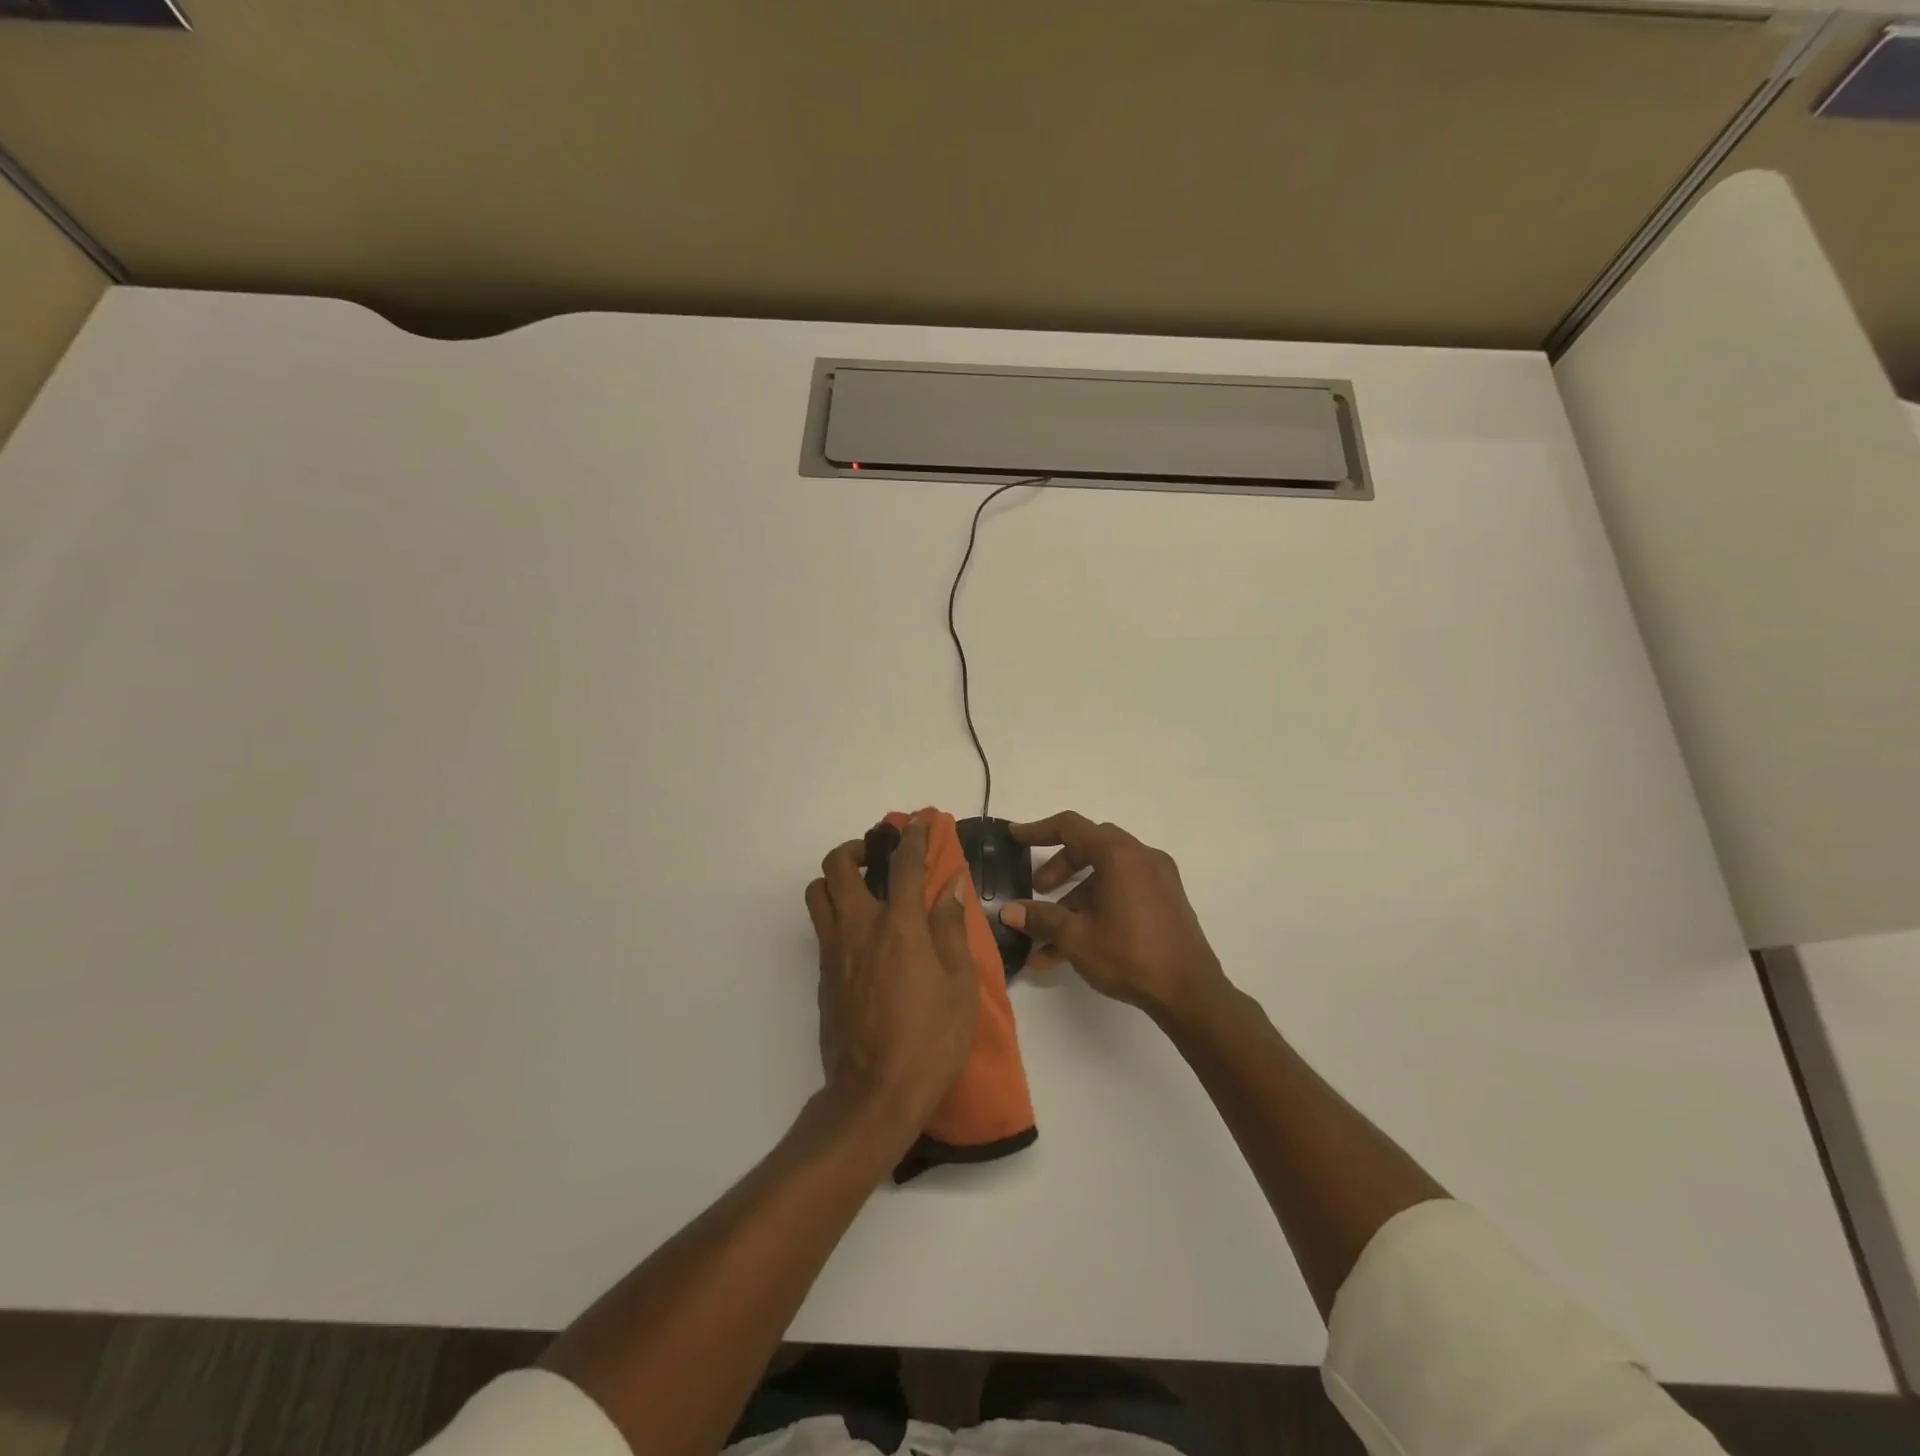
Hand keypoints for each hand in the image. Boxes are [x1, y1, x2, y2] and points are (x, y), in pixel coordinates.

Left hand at [805, 818, 978, 1143]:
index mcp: (898, 926)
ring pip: (818, 893)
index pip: (903, 864)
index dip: (914, 837)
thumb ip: (951, 928)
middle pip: (838, 866)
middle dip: (857, 848)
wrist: (874, 1094)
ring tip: (863, 889)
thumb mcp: (960, 984)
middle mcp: (858, 928)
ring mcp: (834, 951)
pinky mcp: (823, 976)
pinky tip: (863, 935)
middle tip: (878, 855)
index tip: (919, 822)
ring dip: (836, 879)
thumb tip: (950, 886)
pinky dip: (837, 913)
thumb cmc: (930, 1039)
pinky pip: (821, 927)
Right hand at [1000, 811, 1227, 1019]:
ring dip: (1075, 898)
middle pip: (1090, 848)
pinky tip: (1072, 949)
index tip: (1014, 837)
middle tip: (1038, 889)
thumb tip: (1008, 911)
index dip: (1039, 829)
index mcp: (1120, 855)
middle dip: (1059, 868)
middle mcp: (1142, 857)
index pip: (1071, 827)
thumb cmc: (1131, 955)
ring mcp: (1158, 879)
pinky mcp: (1166, 902)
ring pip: (1106, 875)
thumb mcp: (1077, 937)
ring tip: (1049, 936)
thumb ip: (1041, 919)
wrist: (1191, 993)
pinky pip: (1123, 892)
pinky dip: (1098, 908)